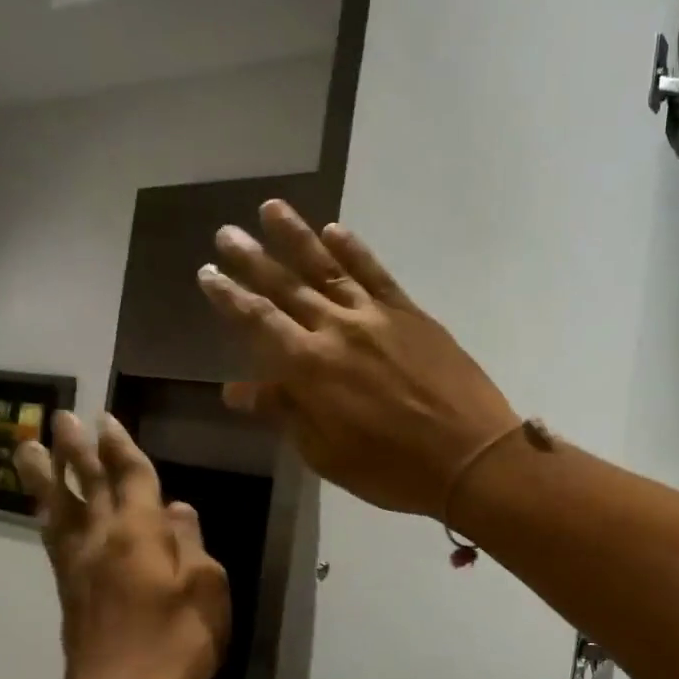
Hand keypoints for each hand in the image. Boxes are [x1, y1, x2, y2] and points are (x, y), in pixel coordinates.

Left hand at [14, 412, 229, 678]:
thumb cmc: (178, 641)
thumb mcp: (207, 588)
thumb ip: (191, 544)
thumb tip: (178, 509)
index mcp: (139, 533)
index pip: (129, 477)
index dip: (120, 446)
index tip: (106, 418)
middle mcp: (101, 540)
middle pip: (86, 484)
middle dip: (76, 448)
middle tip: (59, 416)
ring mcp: (78, 567)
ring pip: (57, 509)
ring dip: (45, 476)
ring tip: (28, 447)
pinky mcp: (68, 593)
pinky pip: (53, 539)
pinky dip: (48, 515)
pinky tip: (48, 511)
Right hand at [196, 201, 518, 516]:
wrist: (471, 457)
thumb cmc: (393, 470)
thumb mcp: (327, 454)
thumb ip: (285, 413)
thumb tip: (236, 389)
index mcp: (309, 368)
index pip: (257, 322)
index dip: (230, 298)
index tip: (208, 273)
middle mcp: (337, 330)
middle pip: (286, 287)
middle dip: (252, 260)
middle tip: (226, 233)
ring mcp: (377, 317)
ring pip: (328, 268)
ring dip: (297, 237)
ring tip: (271, 209)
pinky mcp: (412, 314)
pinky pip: (377, 274)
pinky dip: (354, 251)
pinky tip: (335, 231)